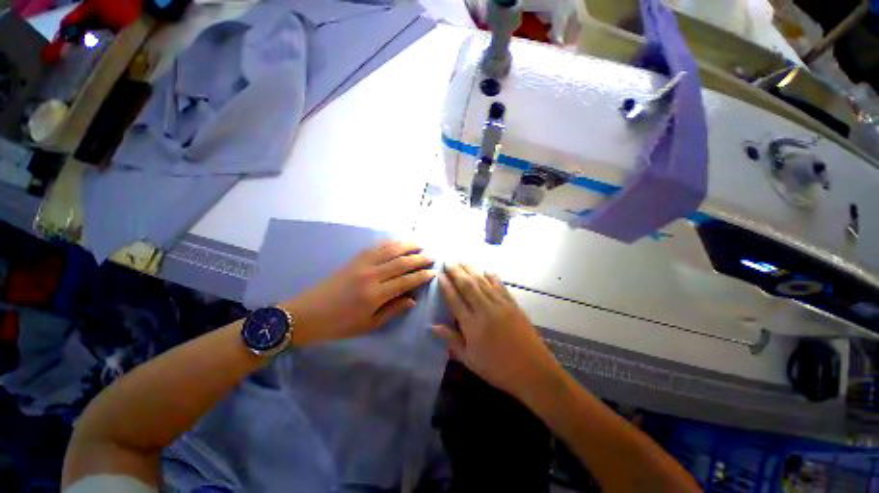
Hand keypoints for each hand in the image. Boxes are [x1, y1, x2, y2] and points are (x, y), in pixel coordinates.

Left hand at [282, 240, 435, 345]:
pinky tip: (398, 241)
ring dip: (407, 245)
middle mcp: (371, 275)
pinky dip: (390, 242)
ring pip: (390, 250)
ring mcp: (362, 264)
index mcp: (375, 295)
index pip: (406, 281)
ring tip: (420, 243)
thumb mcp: (369, 325)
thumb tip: (413, 299)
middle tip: (433, 256)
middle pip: (401, 262)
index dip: (422, 275)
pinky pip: (376, 247)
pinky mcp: (354, 259)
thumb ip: (393, 310)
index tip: (434, 272)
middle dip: (419, 258)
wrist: (306, 314)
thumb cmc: (339, 325)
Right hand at [433, 264, 560, 398]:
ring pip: (482, 282)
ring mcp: (500, 305)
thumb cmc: (497, 369)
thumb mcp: (470, 359)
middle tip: (448, 260)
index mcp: (472, 325)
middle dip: (456, 271)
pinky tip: (486, 269)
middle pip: (468, 285)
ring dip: (471, 269)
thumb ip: (451, 340)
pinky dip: (492, 276)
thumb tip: (433, 326)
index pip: (455, 300)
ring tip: (462, 259)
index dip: (446, 286)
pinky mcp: (513, 304)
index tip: (439, 274)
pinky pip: (500, 286)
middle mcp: (485, 310)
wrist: (533, 371)